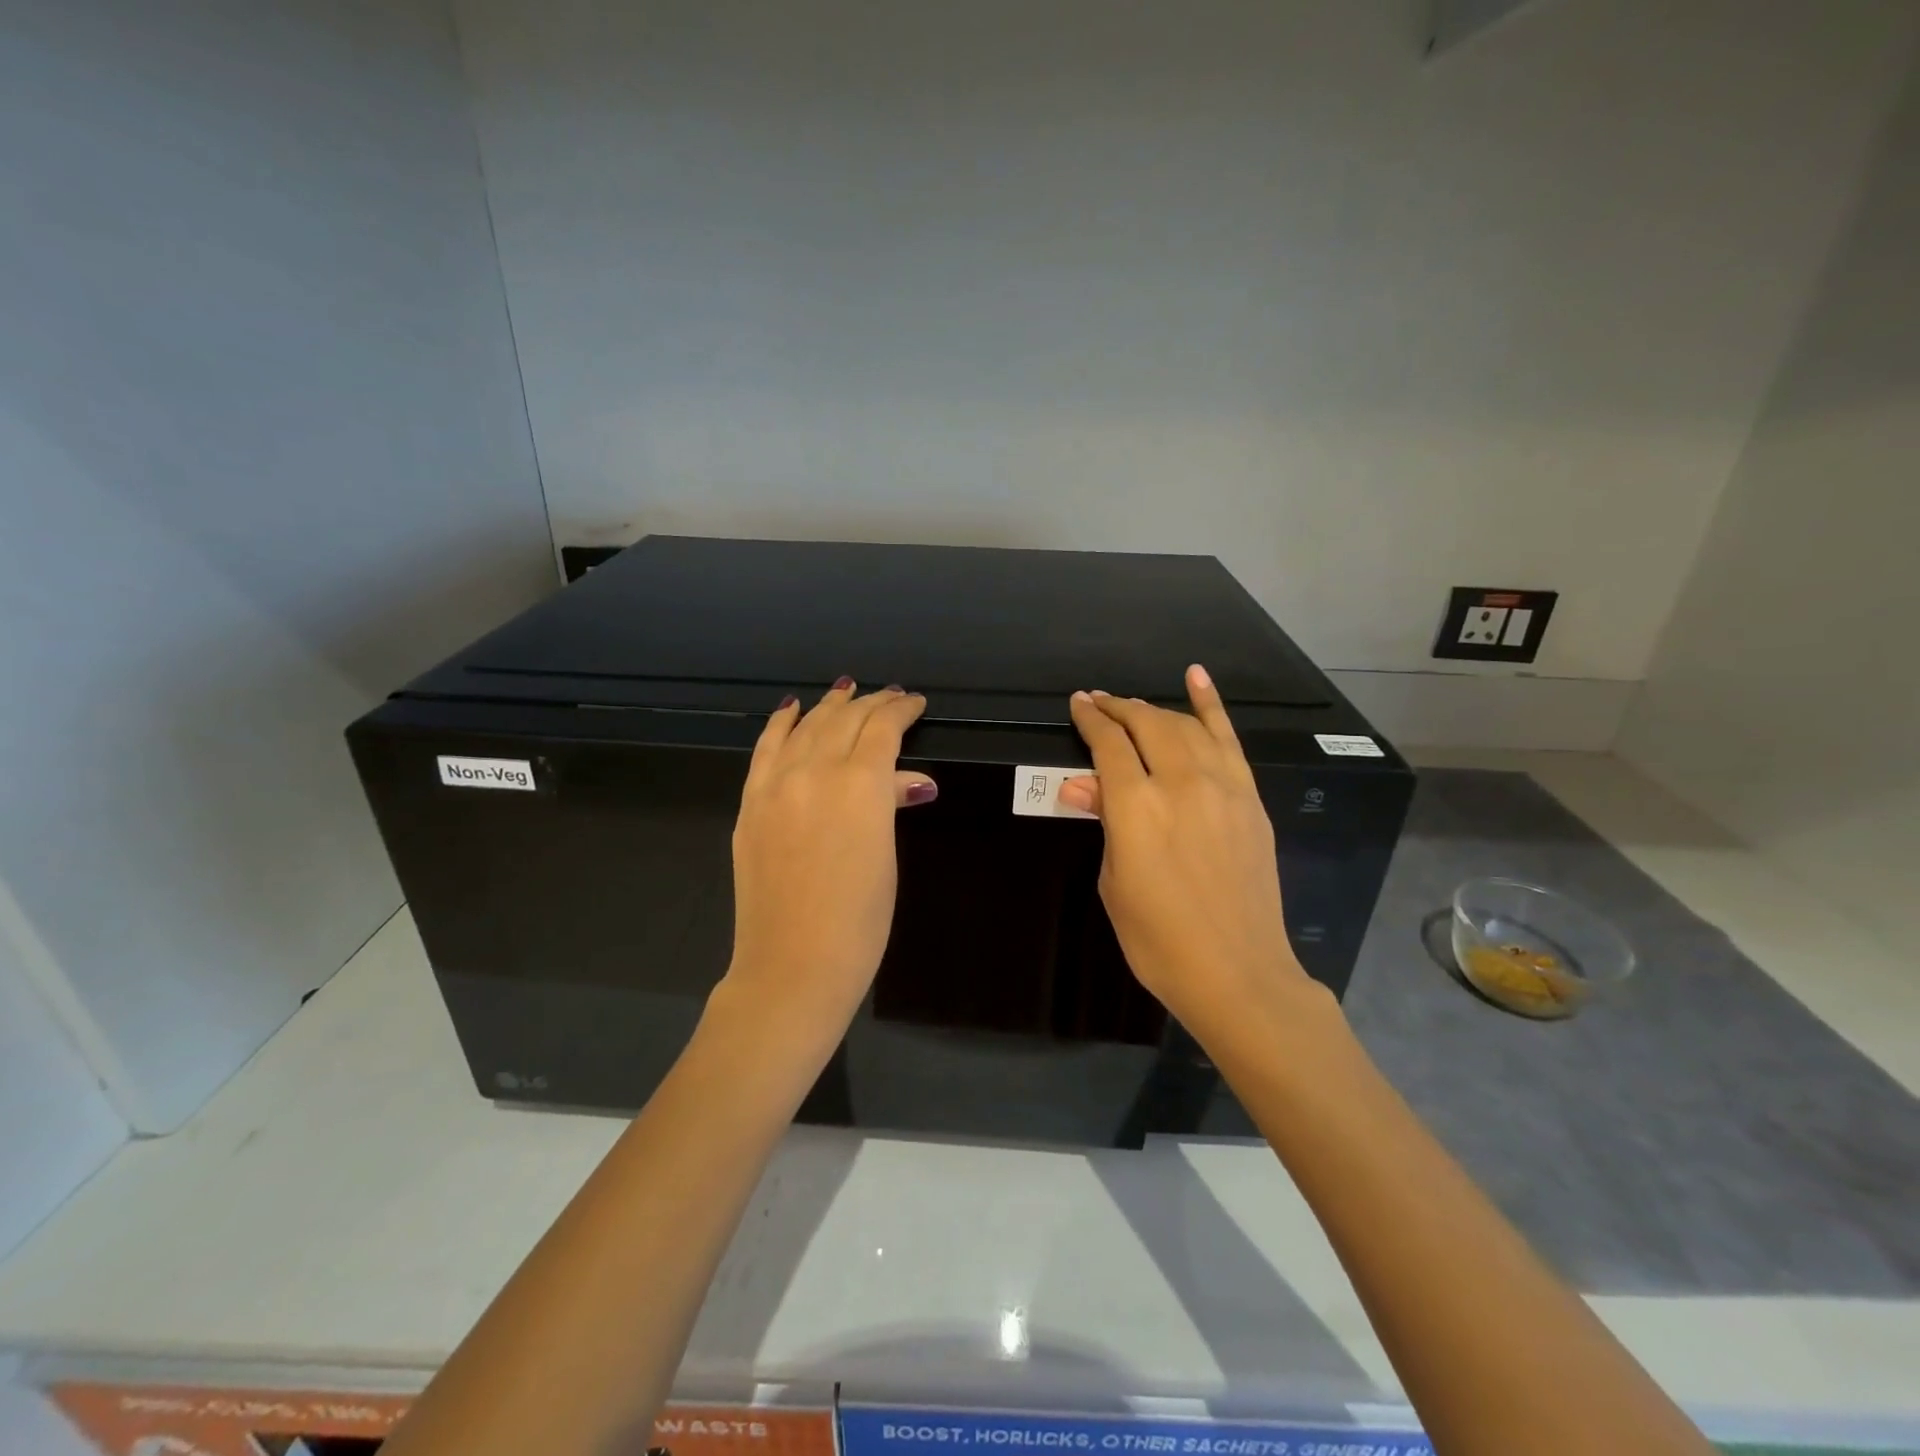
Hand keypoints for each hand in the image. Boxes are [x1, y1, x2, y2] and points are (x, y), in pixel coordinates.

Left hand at [719, 679, 936, 1038]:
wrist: (792, 964)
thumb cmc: (859, 920)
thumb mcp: (886, 856)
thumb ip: (890, 804)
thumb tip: (908, 781)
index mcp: (860, 785)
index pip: (883, 729)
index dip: (901, 710)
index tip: (915, 703)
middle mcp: (816, 771)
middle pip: (846, 720)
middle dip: (871, 704)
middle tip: (891, 697)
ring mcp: (776, 785)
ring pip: (806, 726)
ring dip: (829, 706)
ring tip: (847, 691)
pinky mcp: (751, 803)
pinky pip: (766, 749)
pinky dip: (780, 724)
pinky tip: (791, 709)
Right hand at [1059, 665, 1312, 1035]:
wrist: (1237, 972)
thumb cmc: (1158, 939)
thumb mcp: (1115, 882)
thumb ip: (1104, 823)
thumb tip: (1080, 785)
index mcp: (1136, 807)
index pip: (1109, 744)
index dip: (1091, 720)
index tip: (1078, 704)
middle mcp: (1180, 783)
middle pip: (1146, 724)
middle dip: (1118, 708)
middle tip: (1099, 703)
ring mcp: (1222, 786)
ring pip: (1184, 726)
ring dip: (1154, 709)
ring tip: (1133, 706)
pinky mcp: (1249, 797)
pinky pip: (1229, 739)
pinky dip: (1211, 705)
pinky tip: (1196, 678)